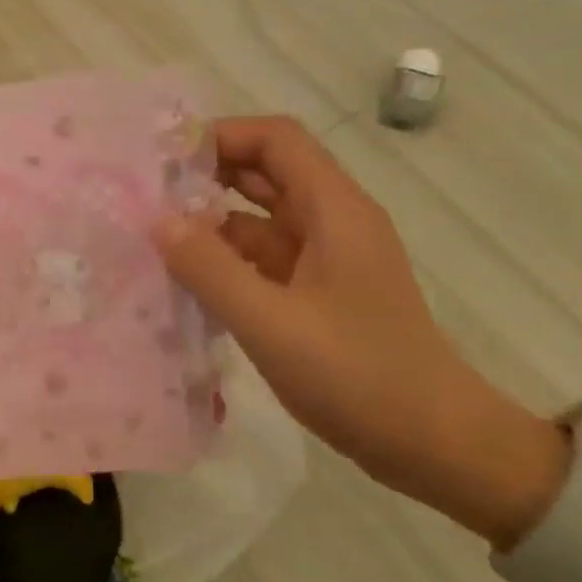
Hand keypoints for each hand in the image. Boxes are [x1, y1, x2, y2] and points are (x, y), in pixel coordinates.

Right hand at [154, 116, 499, 498]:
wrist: (435, 445)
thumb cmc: (359, 376)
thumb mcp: (272, 323)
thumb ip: (209, 268)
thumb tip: (156, 220)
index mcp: (334, 210)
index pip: (275, 140)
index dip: (220, 136)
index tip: (164, 158)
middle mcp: (331, 221)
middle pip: (264, 172)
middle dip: (206, 175)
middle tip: (146, 193)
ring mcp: (325, 258)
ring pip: (258, 218)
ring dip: (210, 221)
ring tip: (152, 236)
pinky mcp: (316, 292)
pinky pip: (261, 257)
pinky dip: (224, 259)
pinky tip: (184, 279)